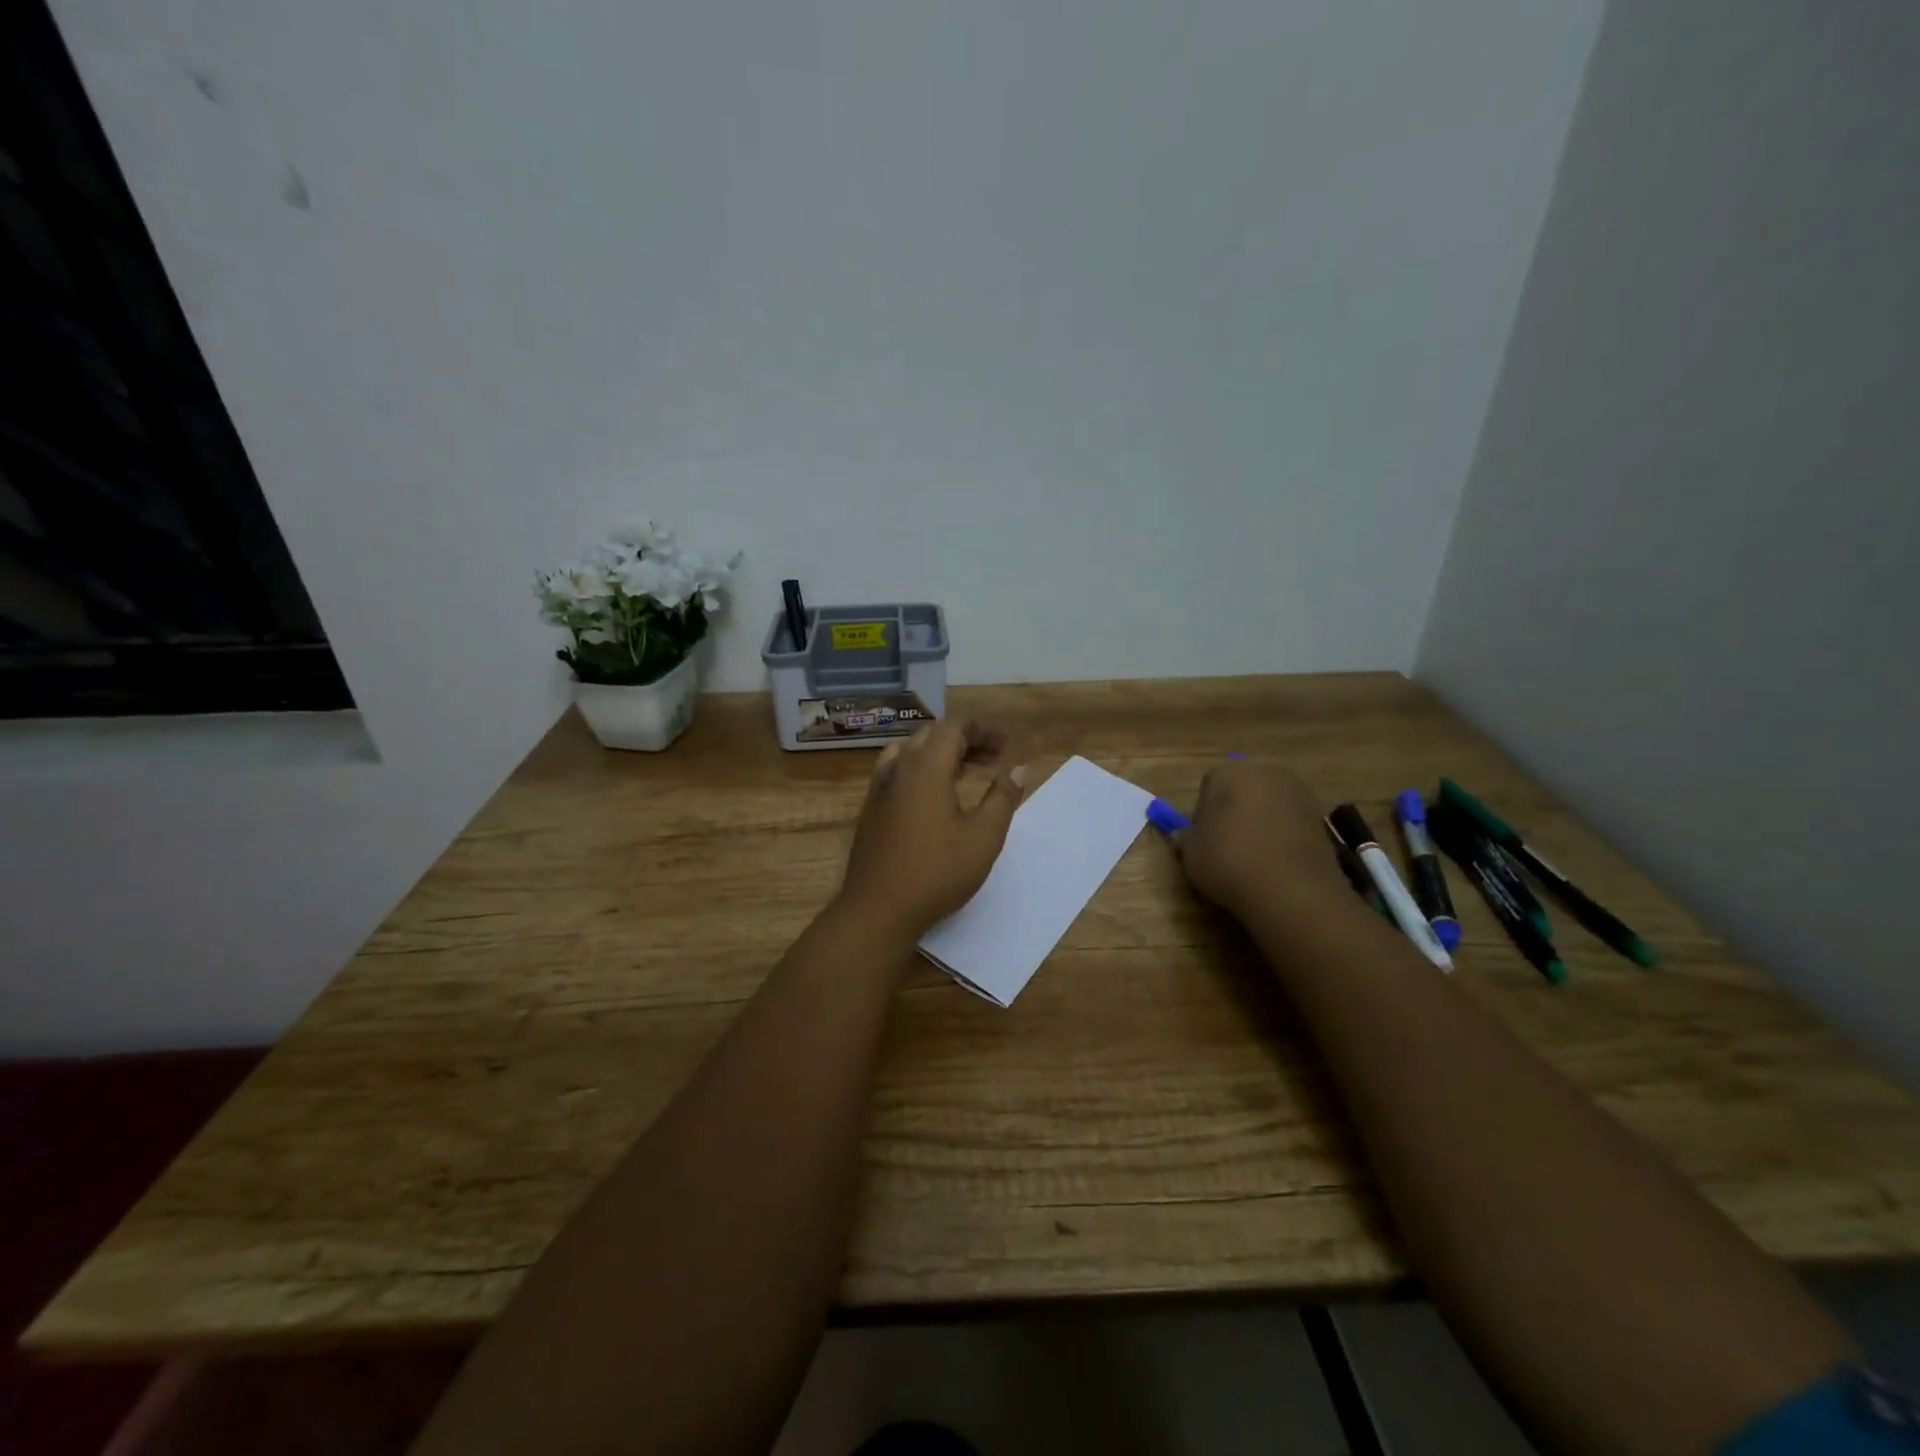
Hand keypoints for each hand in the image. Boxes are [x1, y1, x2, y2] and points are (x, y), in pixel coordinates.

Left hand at [837, 720, 1026, 939]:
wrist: (877, 910)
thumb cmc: (936, 872)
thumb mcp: (983, 838)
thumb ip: (1002, 799)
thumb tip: (1018, 769)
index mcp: (926, 768)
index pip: (953, 728)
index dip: (981, 730)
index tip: (1006, 745)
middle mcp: (898, 770)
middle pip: (931, 736)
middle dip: (964, 739)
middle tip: (993, 757)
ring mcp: (879, 790)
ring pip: (910, 752)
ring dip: (939, 753)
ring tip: (965, 770)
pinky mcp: (870, 811)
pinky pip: (896, 772)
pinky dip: (920, 769)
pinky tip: (933, 795)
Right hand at [1170, 761, 1345, 918]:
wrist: (1290, 889)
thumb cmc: (1228, 861)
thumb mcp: (1191, 853)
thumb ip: (1186, 838)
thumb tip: (1183, 834)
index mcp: (1229, 771)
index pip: (1209, 784)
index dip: (1203, 811)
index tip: (1203, 837)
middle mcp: (1266, 771)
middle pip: (1243, 787)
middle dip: (1234, 808)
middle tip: (1226, 843)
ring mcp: (1298, 792)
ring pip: (1269, 802)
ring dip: (1261, 820)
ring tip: (1254, 855)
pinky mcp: (1321, 816)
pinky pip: (1291, 820)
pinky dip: (1283, 834)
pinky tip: (1276, 860)